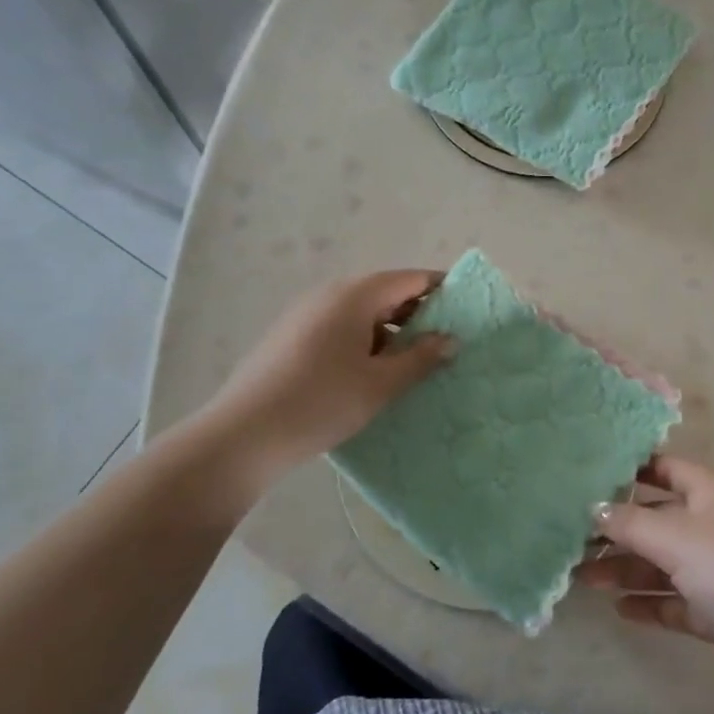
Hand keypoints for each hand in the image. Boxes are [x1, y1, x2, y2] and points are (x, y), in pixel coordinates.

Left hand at [203, 269, 452, 479]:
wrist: (245, 434)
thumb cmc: (322, 402)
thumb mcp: (381, 384)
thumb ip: (420, 358)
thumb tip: (451, 339)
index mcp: (355, 295)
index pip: (410, 279)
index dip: (442, 289)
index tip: (468, 308)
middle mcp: (329, 293)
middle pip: (385, 291)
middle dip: (418, 312)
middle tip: (445, 341)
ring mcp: (306, 313)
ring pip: (362, 311)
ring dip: (391, 329)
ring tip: (412, 361)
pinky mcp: (291, 335)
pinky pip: (340, 325)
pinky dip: (365, 339)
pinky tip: (371, 372)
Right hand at [578, 455, 713, 707]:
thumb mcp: (677, 537)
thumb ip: (630, 523)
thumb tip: (593, 508)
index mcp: (708, 491)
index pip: (661, 468)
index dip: (627, 470)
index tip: (585, 476)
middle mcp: (712, 524)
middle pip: (656, 520)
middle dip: (616, 529)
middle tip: (570, 539)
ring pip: (663, 563)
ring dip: (626, 570)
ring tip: (582, 578)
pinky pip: (677, 601)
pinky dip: (650, 603)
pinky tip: (619, 609)